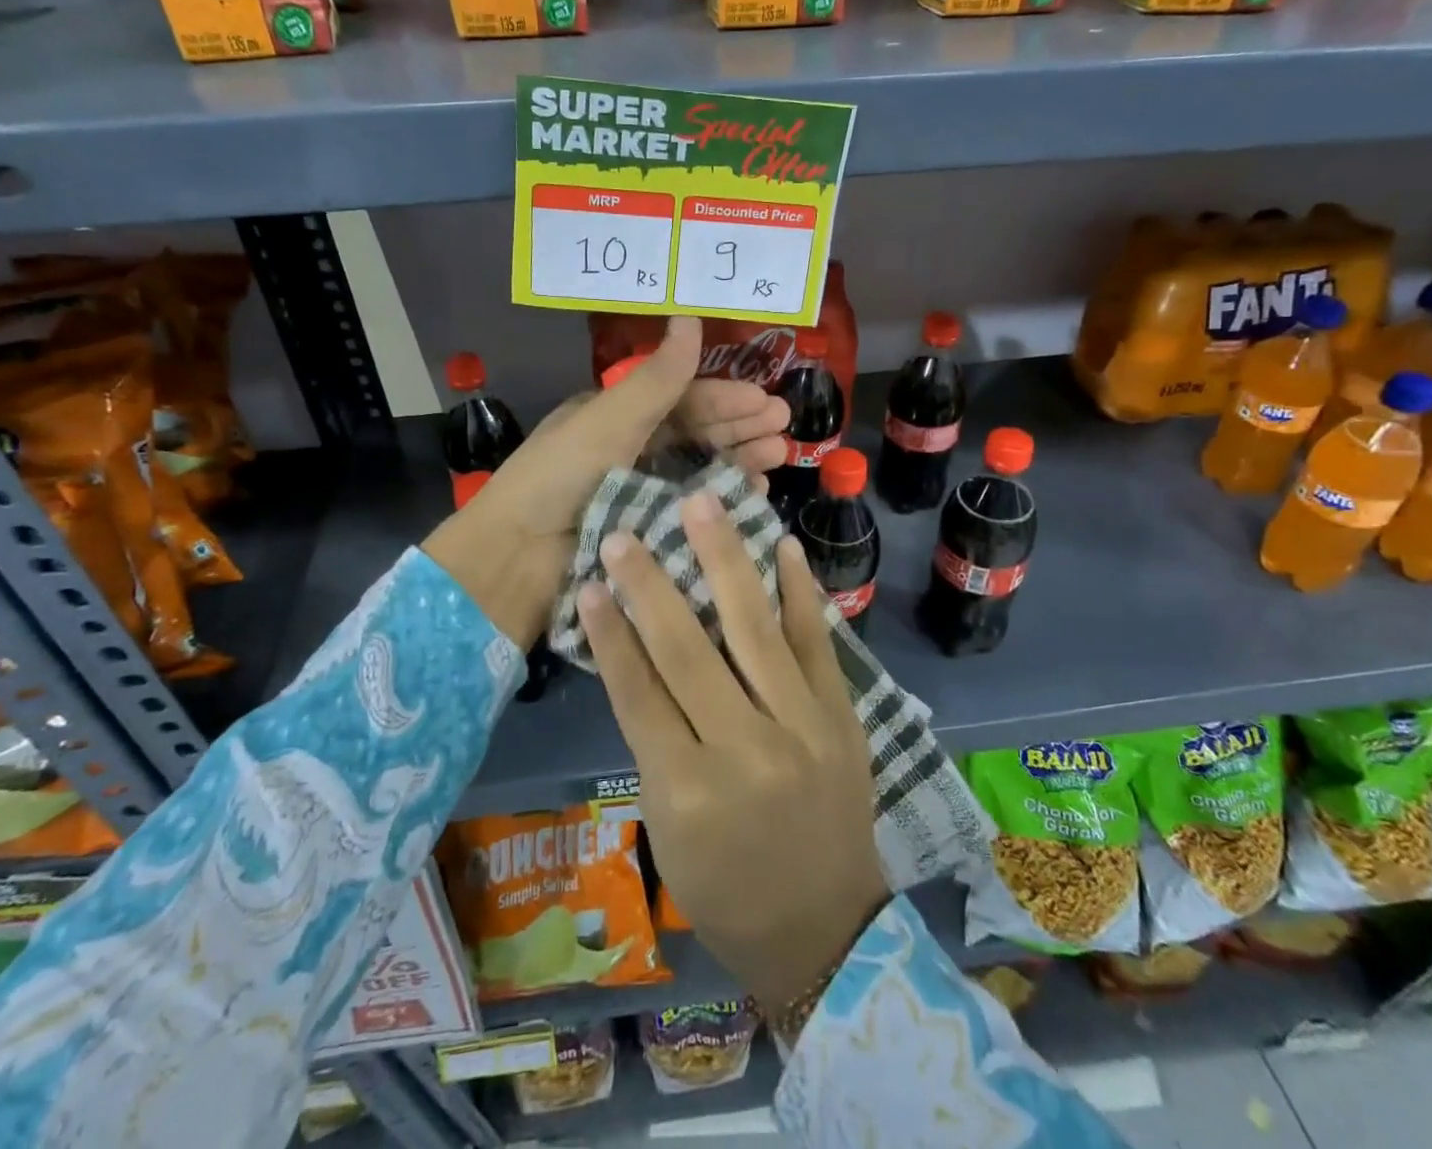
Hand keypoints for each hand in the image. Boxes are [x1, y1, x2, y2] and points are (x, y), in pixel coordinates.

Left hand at [422, 317, 787, 647]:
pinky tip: (752, 492)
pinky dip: (722, 498)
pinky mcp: (645, 530)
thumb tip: (690, 316)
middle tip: (784, 426)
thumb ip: (656, 377)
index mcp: (615, 417)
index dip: (723, 398)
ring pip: (699, 469)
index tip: (765, 401)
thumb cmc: (560, 477)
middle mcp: (629, 450)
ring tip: (777, 455)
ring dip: (739, 459)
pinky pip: (692, 507)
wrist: (517, 557)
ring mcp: (638, 492)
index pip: (680, 400)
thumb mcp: (609, 419)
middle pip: (695, 433)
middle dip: (740, 426)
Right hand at [579, 494, 889, 1007]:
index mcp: (687, 788)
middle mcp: (745, 749)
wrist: (824, 926)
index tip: (590, 579)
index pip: (638, 692)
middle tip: (628, 531)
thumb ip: (652, 740)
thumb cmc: (724, 886)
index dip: (610, 632)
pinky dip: (799, 591)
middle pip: (689, 651)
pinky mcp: (841, 715)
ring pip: (754, 629)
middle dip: (652, 586)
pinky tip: (782, 545)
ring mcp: (801, 726)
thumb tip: (636, 655)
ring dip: (725, 561)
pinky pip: (817, 642)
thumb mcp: (666, 825)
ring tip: (703, 505)